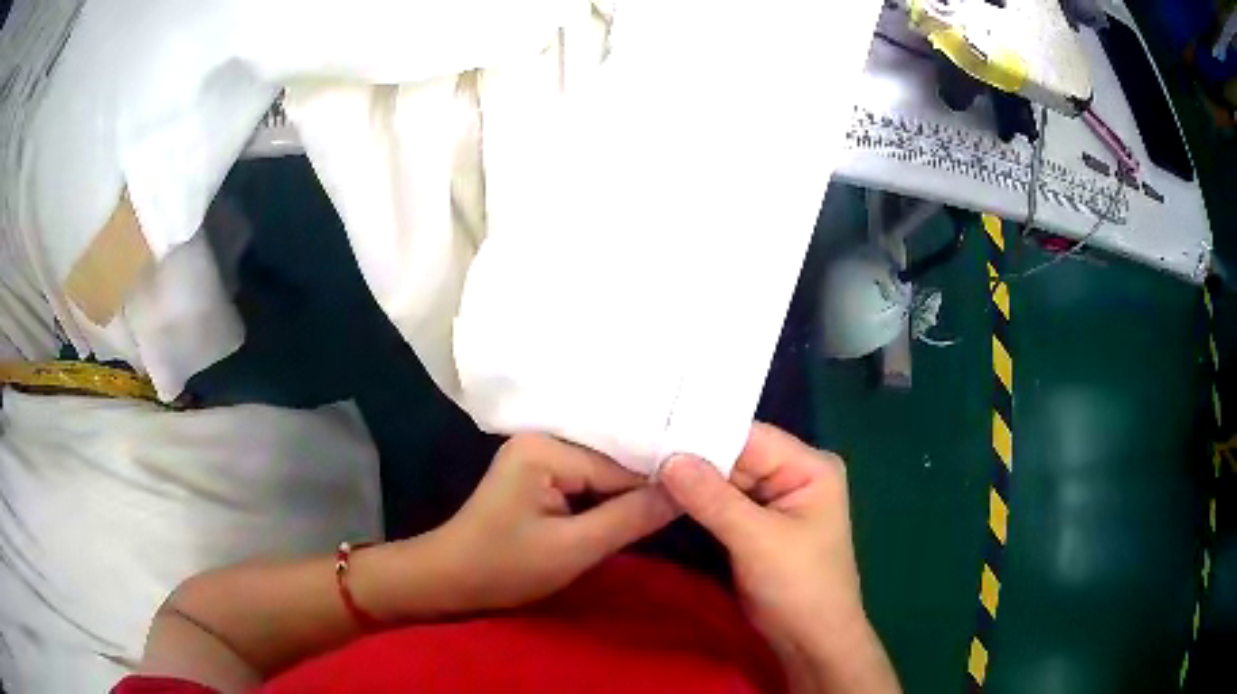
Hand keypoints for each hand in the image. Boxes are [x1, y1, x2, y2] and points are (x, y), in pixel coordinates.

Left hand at [426, 434, 676, 612]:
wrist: (448, 581)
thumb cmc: (504, 568)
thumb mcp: (574, 549)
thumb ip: (632, 517)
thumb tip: (687, 491)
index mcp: (545, 446)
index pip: (620, 463)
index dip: (659, 485)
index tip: (704, 498)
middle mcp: (543, 437)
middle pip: (613, 461)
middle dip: (645, 486)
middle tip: (697, 499)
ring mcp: (538, 454)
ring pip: (603, 473)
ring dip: (628, 494)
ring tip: (675, 504)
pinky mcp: (538, 474)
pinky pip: (586, 481)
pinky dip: (608, 498)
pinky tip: (634, 508)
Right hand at [659, 423, 897, 693]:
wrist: (811, 641)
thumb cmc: (800, 587)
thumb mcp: (758, 541)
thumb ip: (713, 499)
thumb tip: (668, 458)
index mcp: (809, 466)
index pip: (750, 437)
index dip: (702, 432)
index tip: (653, 429)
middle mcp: (793, 474)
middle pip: (735, 455)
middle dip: (691, 457)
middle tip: (637, 448)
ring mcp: (773, 501)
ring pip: (724, 479)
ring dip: (689, 479)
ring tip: (639, 463)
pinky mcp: (756, 524)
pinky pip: (721, 502)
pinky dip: (695, 501)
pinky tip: (660, 490)